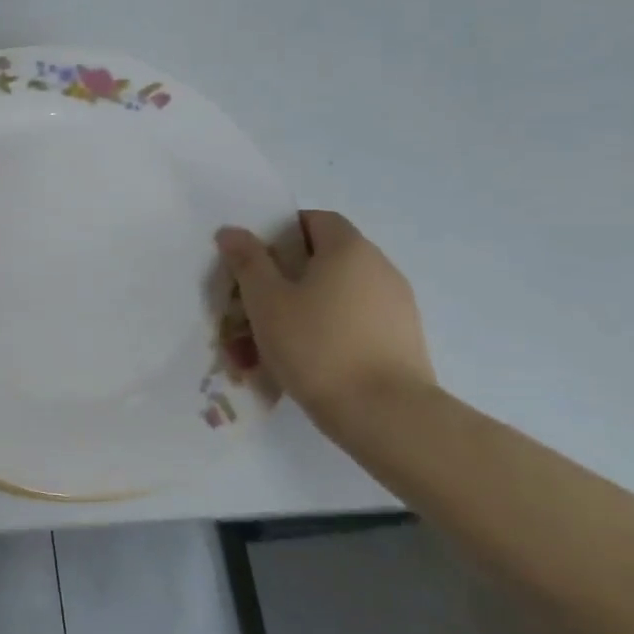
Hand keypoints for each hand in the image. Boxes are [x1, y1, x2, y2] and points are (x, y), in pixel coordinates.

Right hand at [216, 211, 435, 428]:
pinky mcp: (400, 340)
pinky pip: (352, 324)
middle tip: (250, 304)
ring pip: (335, 295)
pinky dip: (324, 332)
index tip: (253, 259)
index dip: (280, 232)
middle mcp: (379, 268)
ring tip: (265, 343)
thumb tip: (233, 231)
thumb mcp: (266, 300)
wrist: (385, 413)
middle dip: (283, 277)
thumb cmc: (316, 345)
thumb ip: (247, 261)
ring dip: (300, 309)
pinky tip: (299, 362)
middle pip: (324, 259)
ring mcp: (395, 306)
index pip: (315, 220)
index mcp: (348, 249)